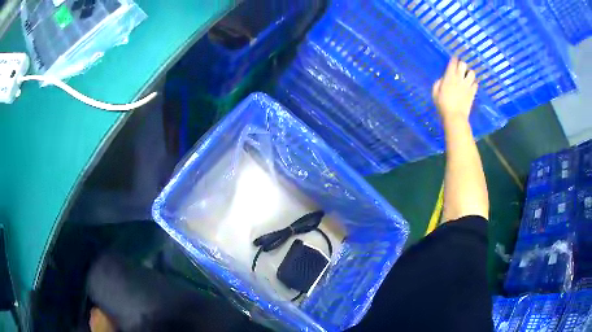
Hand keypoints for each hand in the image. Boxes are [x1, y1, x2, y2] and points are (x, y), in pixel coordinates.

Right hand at [432, 58, 477, 123]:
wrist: (455, 117)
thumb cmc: (443, 105)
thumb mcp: (435, 93)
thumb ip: (438, 83)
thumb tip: (443, 78)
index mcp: (449, 77)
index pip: (453, 62)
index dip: (454, 59)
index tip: (453, 59)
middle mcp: (459, 78)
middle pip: (463, 64)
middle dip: (461, 65)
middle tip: (460, 69)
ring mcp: (467, 85)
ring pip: (472, 73)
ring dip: (469, 73)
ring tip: (467, 77)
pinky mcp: (472, 93)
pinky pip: (476, 84)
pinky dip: (474, 84)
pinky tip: (471, 86)